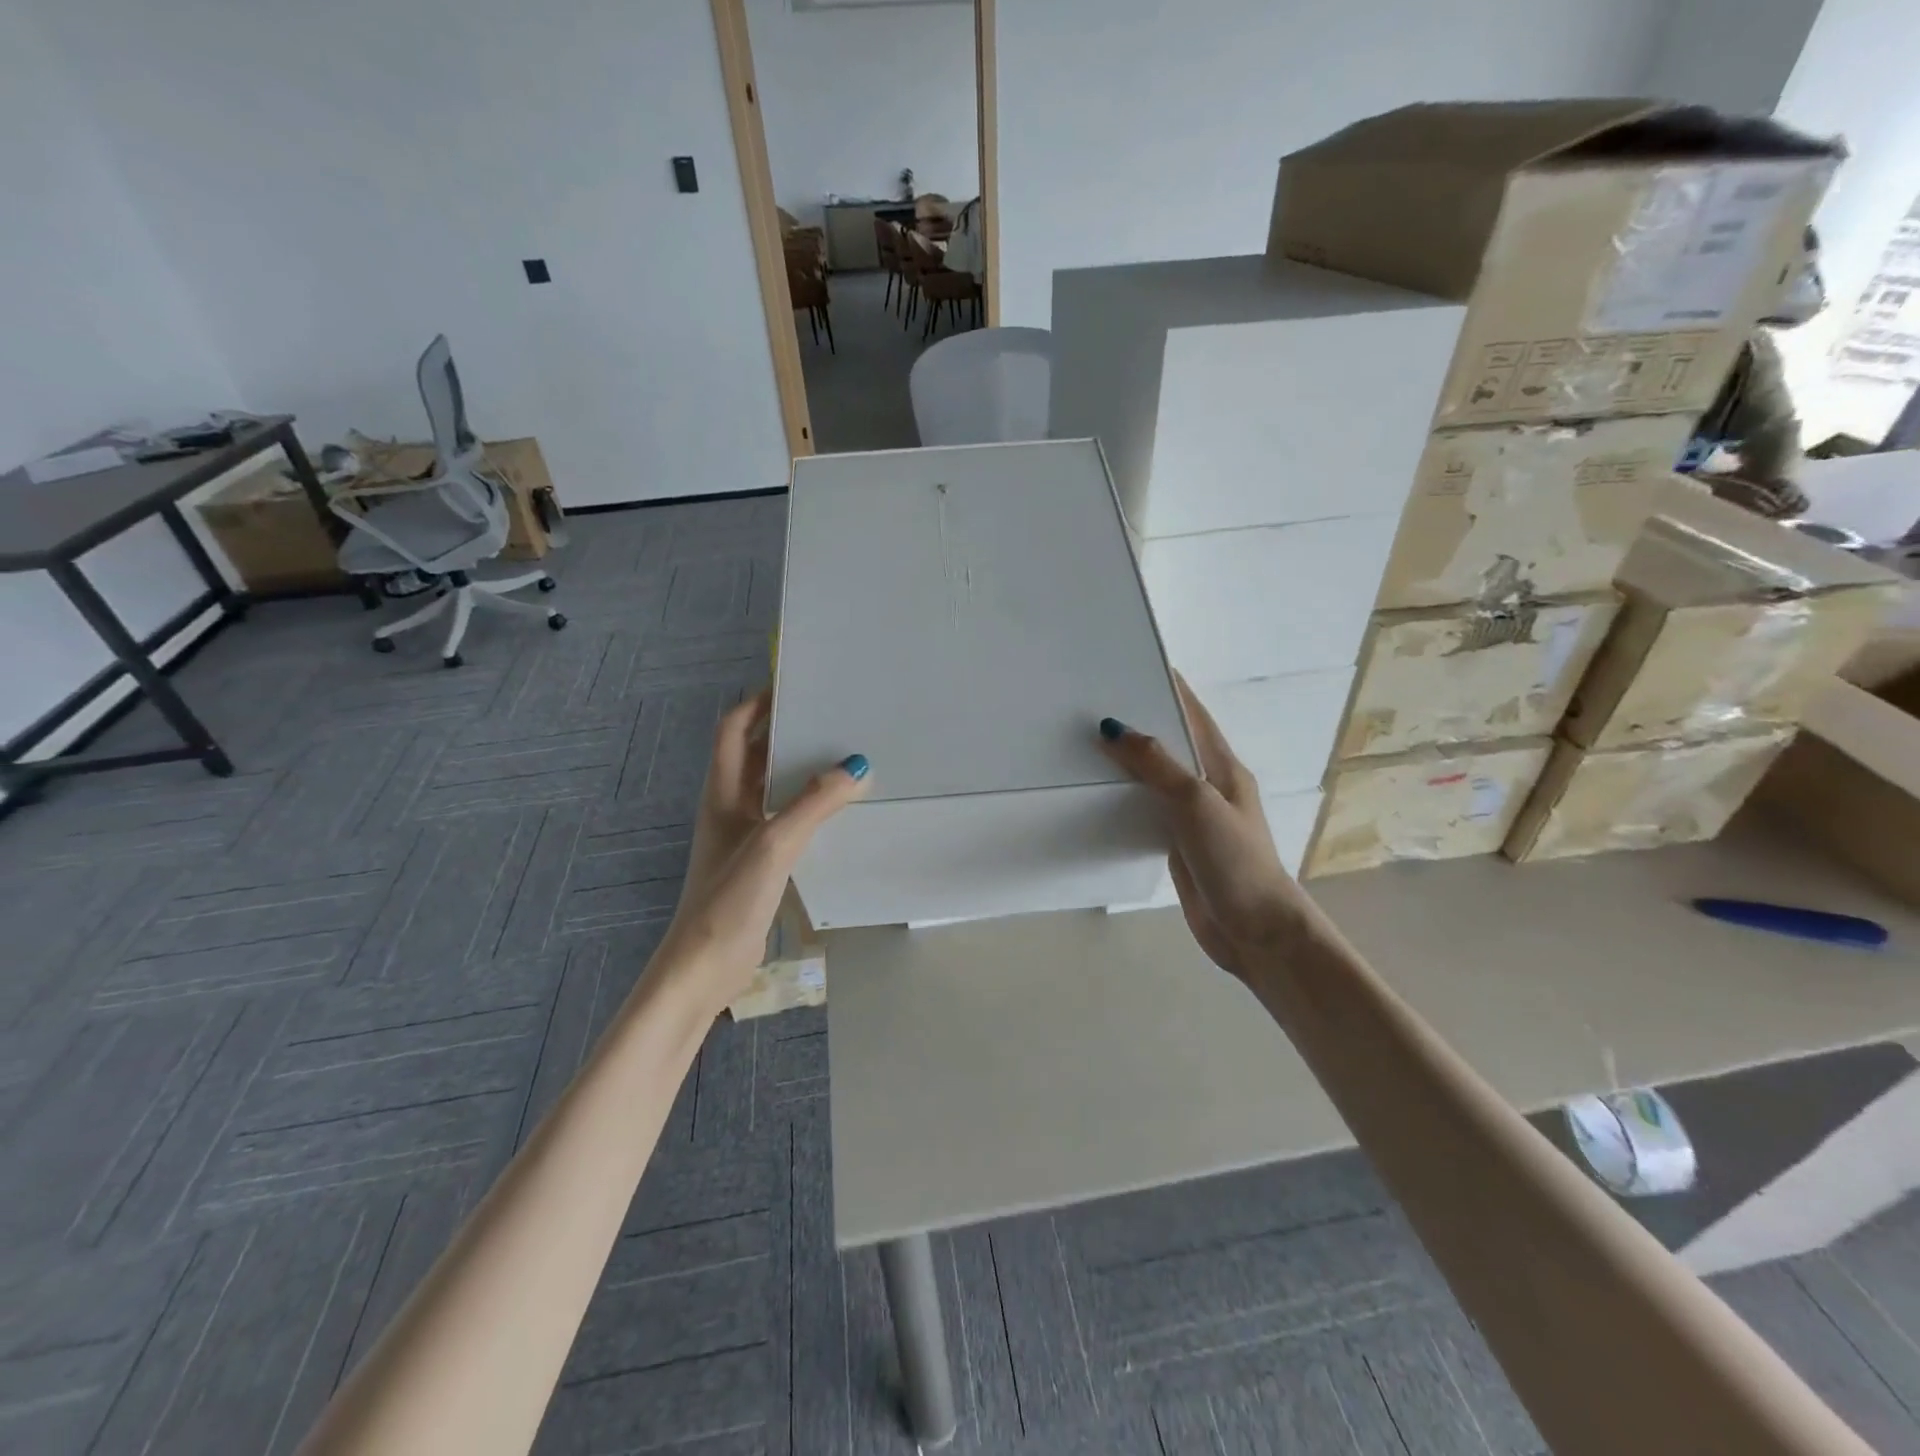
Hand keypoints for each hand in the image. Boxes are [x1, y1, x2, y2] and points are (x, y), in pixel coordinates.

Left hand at [654, 690, 868, 1013]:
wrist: (705, 966)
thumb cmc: (729, 898)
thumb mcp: (774, 844)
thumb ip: (814, 804)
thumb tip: (856, 764)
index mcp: (723, 792)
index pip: (734, 730)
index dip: (758, 703)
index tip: (794, 686)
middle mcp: (730, 807)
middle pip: (756, 755)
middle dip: (788, 734)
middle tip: (831, 720)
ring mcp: (743, 836)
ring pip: (773, 789)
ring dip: (801, 772)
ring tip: (843, 758)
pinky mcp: (758, 863)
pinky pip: (785, 820)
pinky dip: (808, 807)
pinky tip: (838, 812)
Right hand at [1097, 680, 1314, 979]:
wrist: (1254, 930)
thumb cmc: (1233, 858)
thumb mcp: (1195, 801)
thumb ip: (1156, 763)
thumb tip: (1113, 728)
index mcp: (1221, 765)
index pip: (1192, 713)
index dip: (1166, 686)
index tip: (1130, 662)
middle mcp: (1206, 784)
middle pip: (1169, 742)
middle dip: (1137, 720)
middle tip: (1090, 703)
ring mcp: (1192, 815)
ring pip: (1154, 776)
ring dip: (1126, 760)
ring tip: (1083, 742)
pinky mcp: (1176, 842)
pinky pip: (1145, 808)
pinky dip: (1123, 796)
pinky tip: (1095, 793)